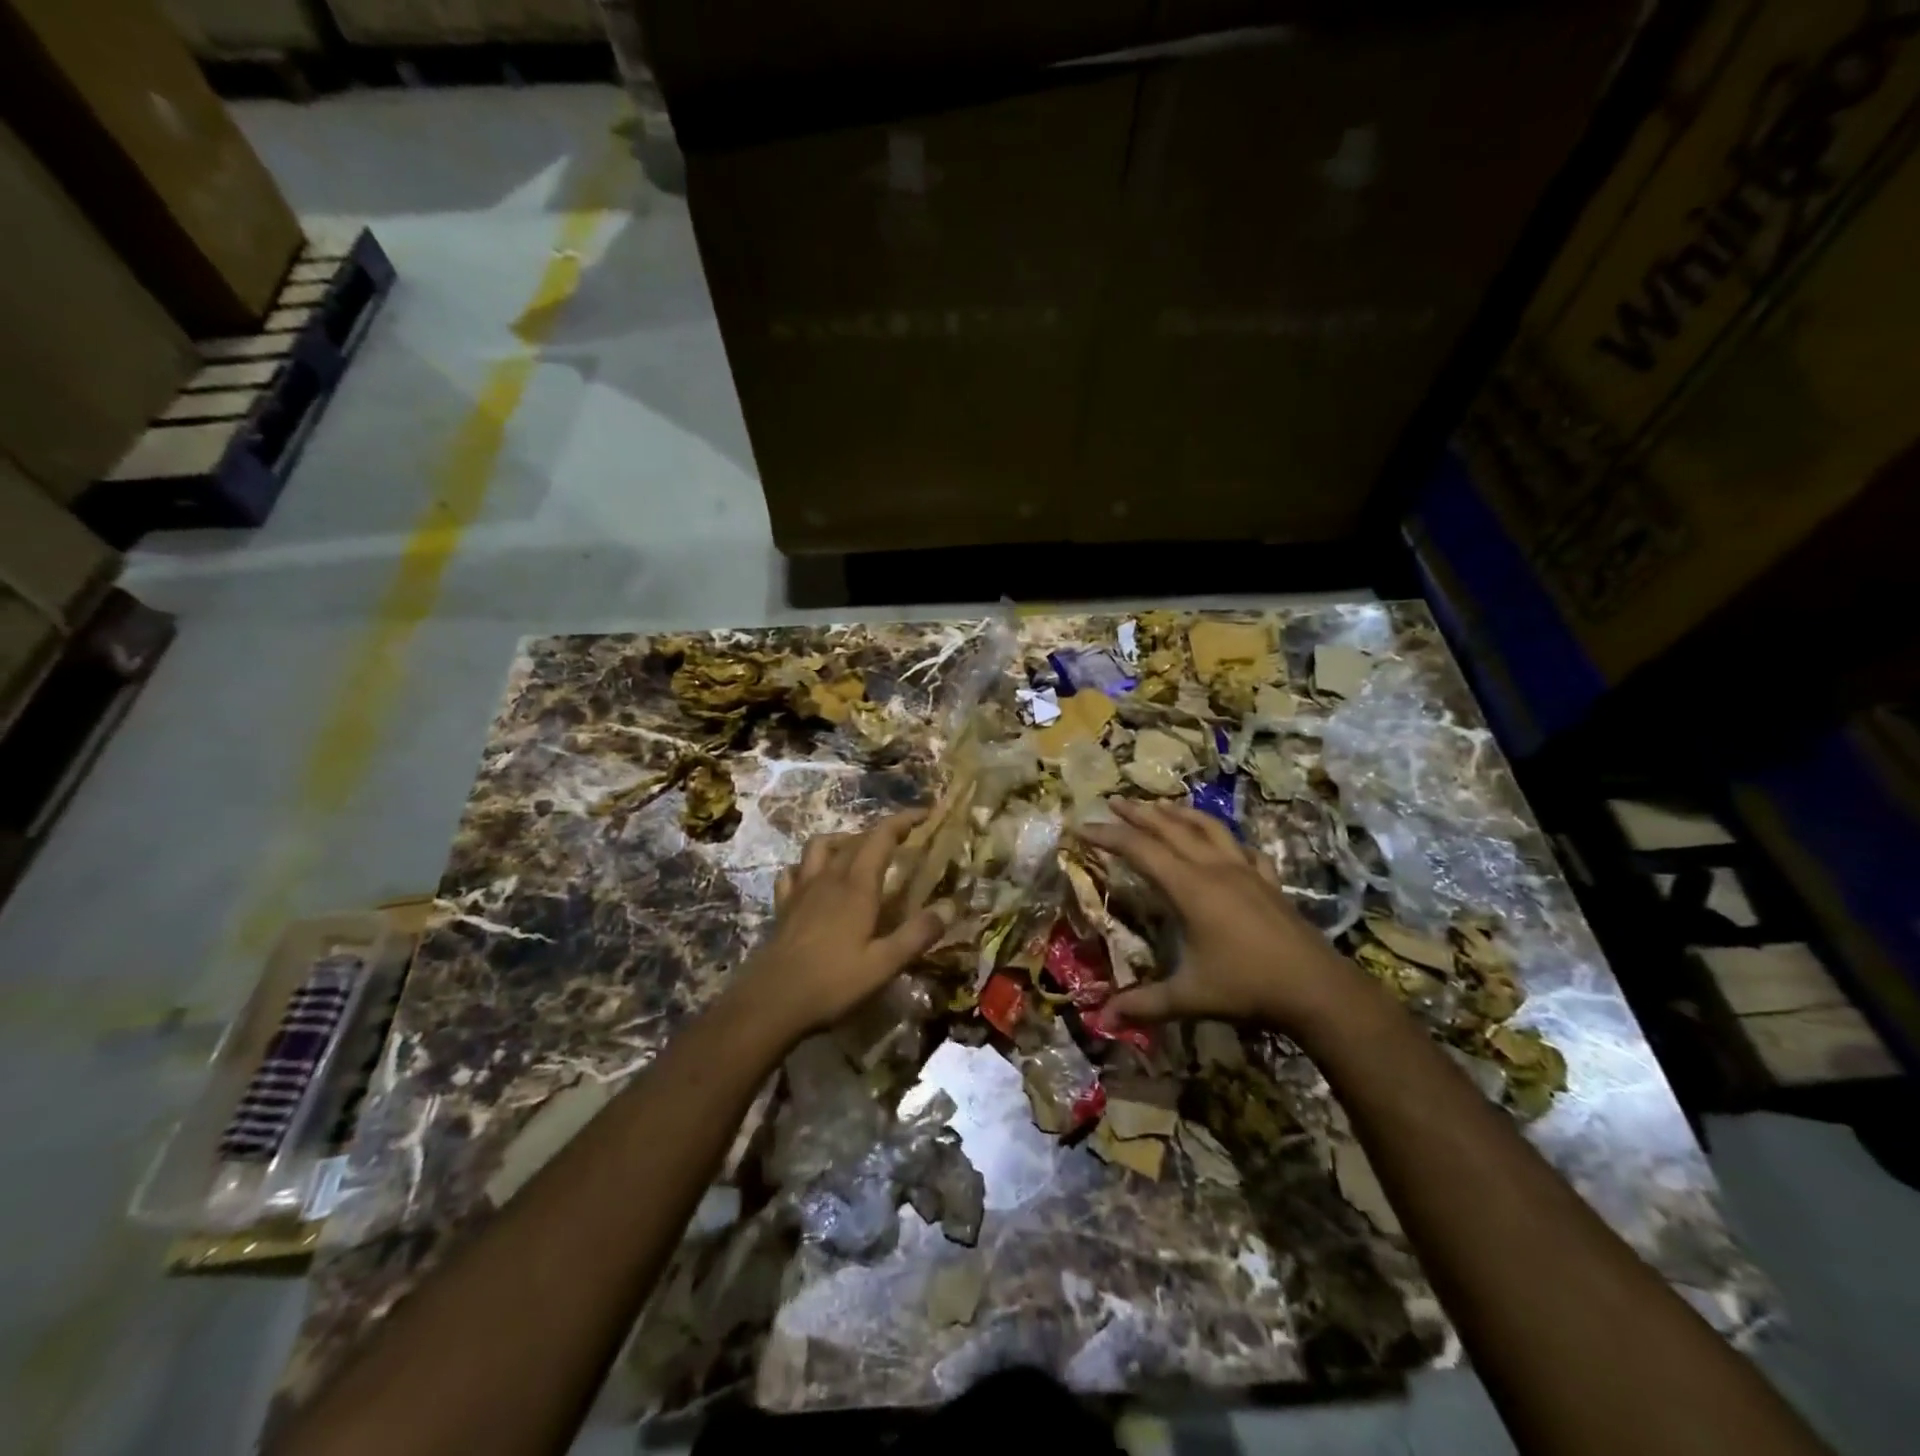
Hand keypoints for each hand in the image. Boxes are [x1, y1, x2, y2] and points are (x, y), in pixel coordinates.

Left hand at [732, 812, 950, 1040]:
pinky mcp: (783, 906)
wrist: (771, 1002)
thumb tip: (950, 906)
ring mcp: (802, 890)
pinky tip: (814, 879)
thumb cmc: (833, 983)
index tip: (925, 814)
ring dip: (842, 841)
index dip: (903, 820)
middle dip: (880, 832)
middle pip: (855, 839)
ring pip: (820, 846)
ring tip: (857, 853)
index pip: (882, 837)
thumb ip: (918, 933)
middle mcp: (829, 878)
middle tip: (902, 840)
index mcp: (857, 886)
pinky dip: (807, 866)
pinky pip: (793, 871)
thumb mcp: (884, 964)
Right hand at [1080, 799, 1365, 1035]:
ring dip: (1179, 813)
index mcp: (1190, 887)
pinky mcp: (1268, 881)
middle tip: (1114, 801)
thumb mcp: (1190, 997)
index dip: (1108, 836)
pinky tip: (1223, 842)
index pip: (1140, 850)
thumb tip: (1102, 1020)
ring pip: (1207, 827)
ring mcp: (1245, 871)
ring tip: (1160, 805)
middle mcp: (1215, 868)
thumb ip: (1144, 1004)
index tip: (1082, 826)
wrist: (1317, 989)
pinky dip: (1225, 837)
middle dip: (1139, 813)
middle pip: (1171, 828)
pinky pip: (1242, 847)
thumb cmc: (1248, 987)